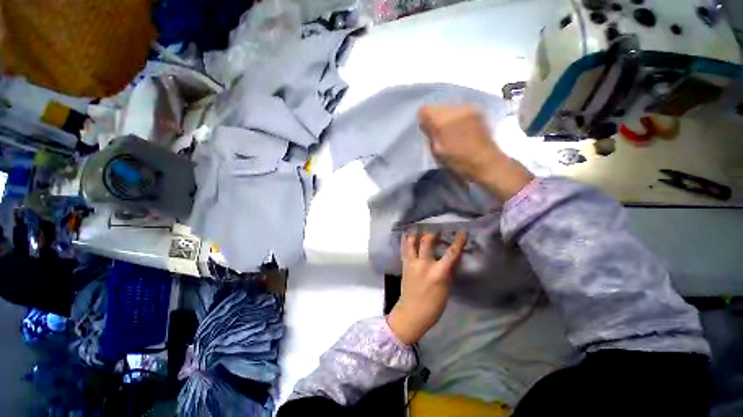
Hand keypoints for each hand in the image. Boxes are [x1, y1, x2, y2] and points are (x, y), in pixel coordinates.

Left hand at [386, 231, 466, 344]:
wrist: (411, 313)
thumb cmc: (433, 305)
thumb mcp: (446, 288)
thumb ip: (448, 270)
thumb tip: (451, 257)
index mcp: (438, 273)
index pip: (451, 253)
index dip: (457, 241)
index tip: (461, 232)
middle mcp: (423, 264)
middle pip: (426, 241)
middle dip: (432, 231)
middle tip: (436, 228)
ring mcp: (411, 263)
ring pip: (411, 241)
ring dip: (415, 232)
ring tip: (419, 226)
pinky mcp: (404, 264)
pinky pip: (404, 248)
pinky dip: (406, 240)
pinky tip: (407, 234)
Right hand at [418, 104, 533, 201]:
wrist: (487, 164)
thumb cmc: (459, 162)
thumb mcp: (438, 152)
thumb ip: (430, 133)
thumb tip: (424, 123)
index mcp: (443, 120)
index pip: (425, 109)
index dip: (423, 119)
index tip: (426, 130)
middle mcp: (456, 109)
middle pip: (438, 105)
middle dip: (435, 117)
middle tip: (438, 132)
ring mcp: (469, 108)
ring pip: (449, 106)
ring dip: (446, 117)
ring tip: (450, 131)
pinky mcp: (478, 112)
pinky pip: (461, 109)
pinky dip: (457, 117)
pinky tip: (461, 129)